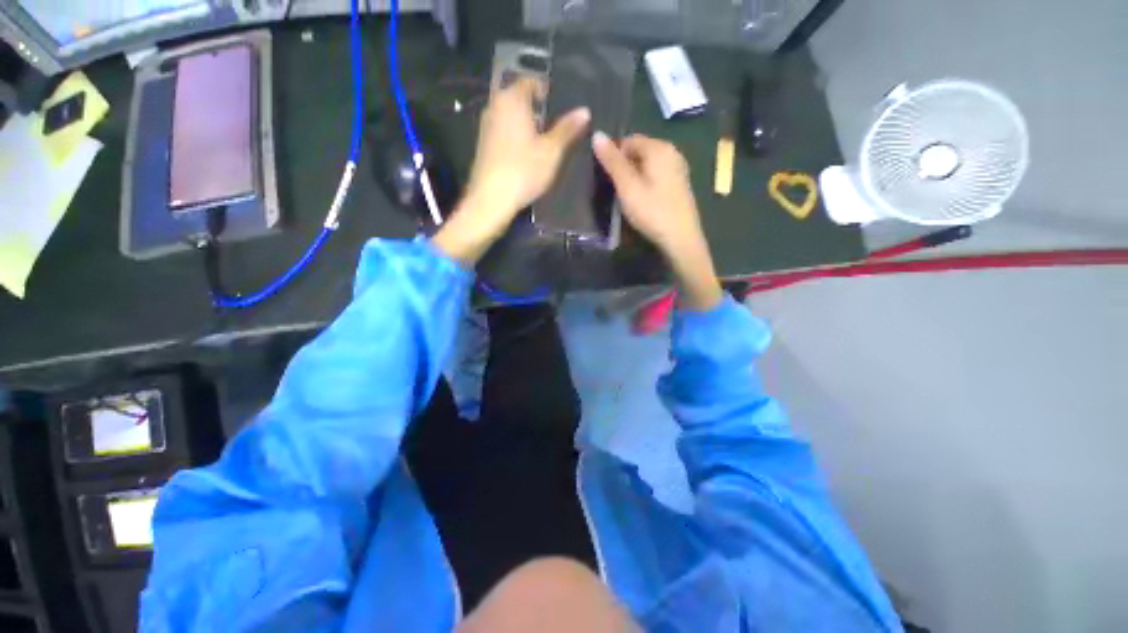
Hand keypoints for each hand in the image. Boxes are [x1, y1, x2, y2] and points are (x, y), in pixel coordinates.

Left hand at [433, 78, 589, 263]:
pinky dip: (515, 136)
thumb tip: (584, 111)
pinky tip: (524, 155)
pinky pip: (502, 131)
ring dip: (525, 123)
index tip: (559, 105)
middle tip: (554, 126)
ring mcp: (486, 126)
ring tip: (542, 142)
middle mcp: (495, 106)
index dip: (546, 90)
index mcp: (512, 99)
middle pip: (518, 97)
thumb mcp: (552, 151)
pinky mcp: (483, 145)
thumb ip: (567, 129)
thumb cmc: (524, 171)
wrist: (491, 199)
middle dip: (536, 108)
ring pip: (509, 115)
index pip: (530, 81)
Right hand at [592, 132, 721, 310]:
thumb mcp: (627, 186)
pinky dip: (645, 182)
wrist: (680, 238)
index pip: (628, 140)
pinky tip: (641, 200)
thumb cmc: (652, 211)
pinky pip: (656, 175)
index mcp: (659, 148)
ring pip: (647, 165)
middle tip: (613, 188)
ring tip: (624, 196)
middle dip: (623, 165)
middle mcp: (672, 152)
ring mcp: (678, 168)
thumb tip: (597, 134)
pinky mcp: (679, 184)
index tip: (603, 176)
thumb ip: (612, 161)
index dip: (613, 155)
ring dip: (633, 175)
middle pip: (639, 150)